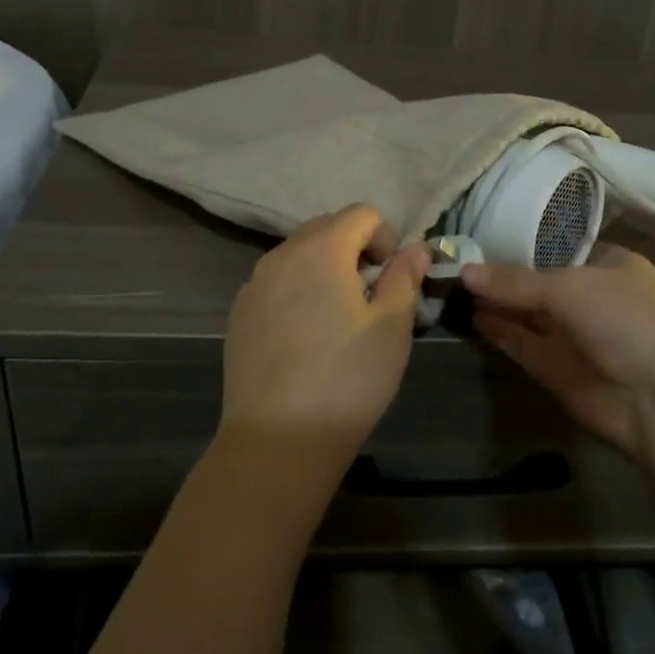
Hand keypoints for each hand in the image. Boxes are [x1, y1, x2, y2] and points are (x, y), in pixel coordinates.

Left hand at [222, 205, 431, 473]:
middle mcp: (281, 255)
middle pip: (326, 227)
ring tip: (338, 317)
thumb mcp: (392, 327)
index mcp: (321, 250)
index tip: (392, 279)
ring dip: (325, 268)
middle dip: (355, 249)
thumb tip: (416, 247)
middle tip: (370, 296)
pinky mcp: (239, 313)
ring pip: (298, 254)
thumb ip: (405, 277)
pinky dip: (297, 290)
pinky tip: (305, 336)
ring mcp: (254, 284)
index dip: (386, 238)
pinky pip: (276, 282)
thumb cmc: (347, 380)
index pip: (360, 214)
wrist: (278, 439)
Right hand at [461, 245, 654, 455]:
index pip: (559, 247)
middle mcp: (592, 297)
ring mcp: (576, 336)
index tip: (481, 235)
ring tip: (455, 287)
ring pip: (528, 314)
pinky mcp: (559, 369)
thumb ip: (515, 281)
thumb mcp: (570, 288)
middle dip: (503, 274)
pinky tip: (472, 317)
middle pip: (539, 281)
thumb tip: (464, 272)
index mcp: (610, 265)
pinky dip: (500, 332)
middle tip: (456, 262)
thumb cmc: (627, 321)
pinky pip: (523, 344)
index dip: (522, 242)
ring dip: (496, 303)